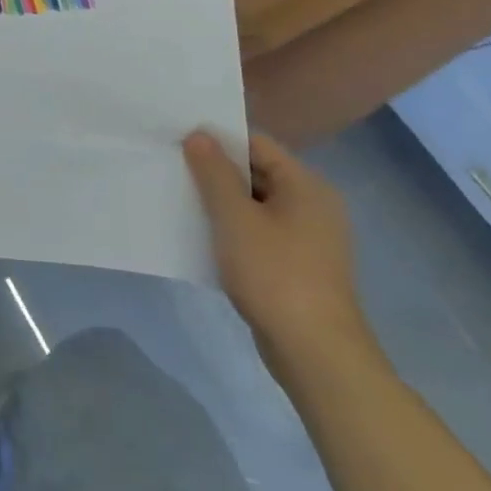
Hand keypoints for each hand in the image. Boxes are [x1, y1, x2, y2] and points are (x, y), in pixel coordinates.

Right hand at [183, 130, 376, 383]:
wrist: (316, 355)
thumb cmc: (275, 275)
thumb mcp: (235, 218)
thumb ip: (214, 173)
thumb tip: (199, 135)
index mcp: (306, 185)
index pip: (256, 143)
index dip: (218, 138)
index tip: (179, 139)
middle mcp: (313, 205)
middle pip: (257, 172)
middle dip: (216, 170)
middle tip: (173, 167)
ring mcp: (309, 238)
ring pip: (256, 204)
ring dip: (222, 202)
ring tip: (181, 198)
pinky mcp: (299, 266)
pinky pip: (260, 232)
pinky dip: (234, 229)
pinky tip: (204, 236)